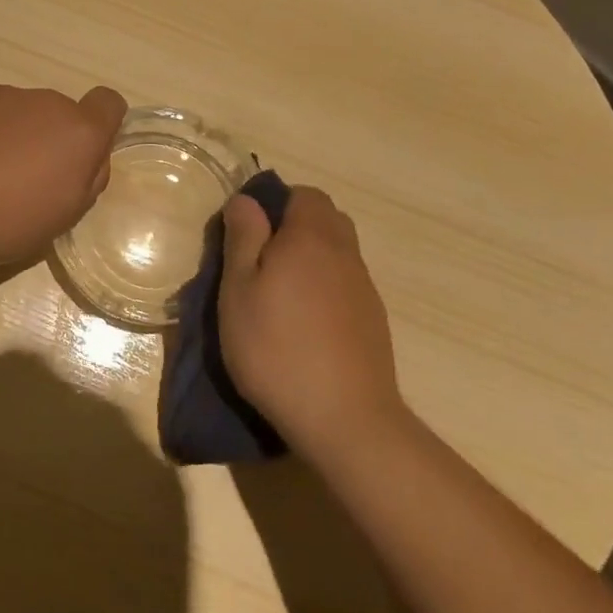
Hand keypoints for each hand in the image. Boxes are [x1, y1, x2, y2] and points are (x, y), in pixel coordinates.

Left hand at [0, 84, 126, 288]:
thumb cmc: (9, 222)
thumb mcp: (66, 213)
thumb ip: (88, 176)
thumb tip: (88, 157)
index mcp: (79, 131)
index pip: (109, 103)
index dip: (102, 124)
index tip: (82, 154)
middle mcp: (46, 103)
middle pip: (61, 113)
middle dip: (51, 138)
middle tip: (28, 179)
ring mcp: (3, 96)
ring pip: (23, 112)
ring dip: (17, 133)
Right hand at [217, 186, 405, 462]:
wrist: (345, 418)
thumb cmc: (276, 348)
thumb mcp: (239, 290)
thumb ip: (243, 238)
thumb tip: (246, 199)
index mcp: (311, 236)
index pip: (303, 193)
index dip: (275, 203)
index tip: (248, 232)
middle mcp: (344, 252)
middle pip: (325, 218)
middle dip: (293, 227)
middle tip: (259, 261)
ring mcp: (364, 287)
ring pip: (336, 252)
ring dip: (310, 259)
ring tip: (278, 295)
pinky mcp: (373, 320)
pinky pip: (345, 283)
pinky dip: (325, 288)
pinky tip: (305, 324)